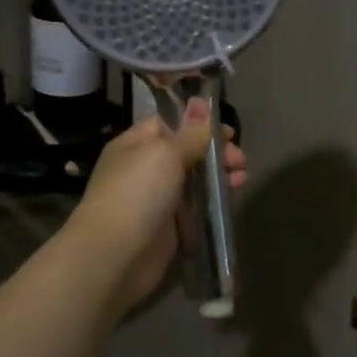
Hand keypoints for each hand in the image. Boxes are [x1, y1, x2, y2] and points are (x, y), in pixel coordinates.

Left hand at [65, 101, 246, 315]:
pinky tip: (231, 198)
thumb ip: (189, 132)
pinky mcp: (168, 227)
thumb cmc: (137, 193)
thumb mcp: (165, 153)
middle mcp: (143, 169)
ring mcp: (155, 199)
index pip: (168, 124)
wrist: (115, 254)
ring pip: (192, 181)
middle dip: (214, 152)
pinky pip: (194, 208)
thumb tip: (200, 102)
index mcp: (135, 144)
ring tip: (242, 177)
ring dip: (218, 176)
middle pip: (185, 152)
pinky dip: (212, 202)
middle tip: (239, 159)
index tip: (227, 132)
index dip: (198, 124)